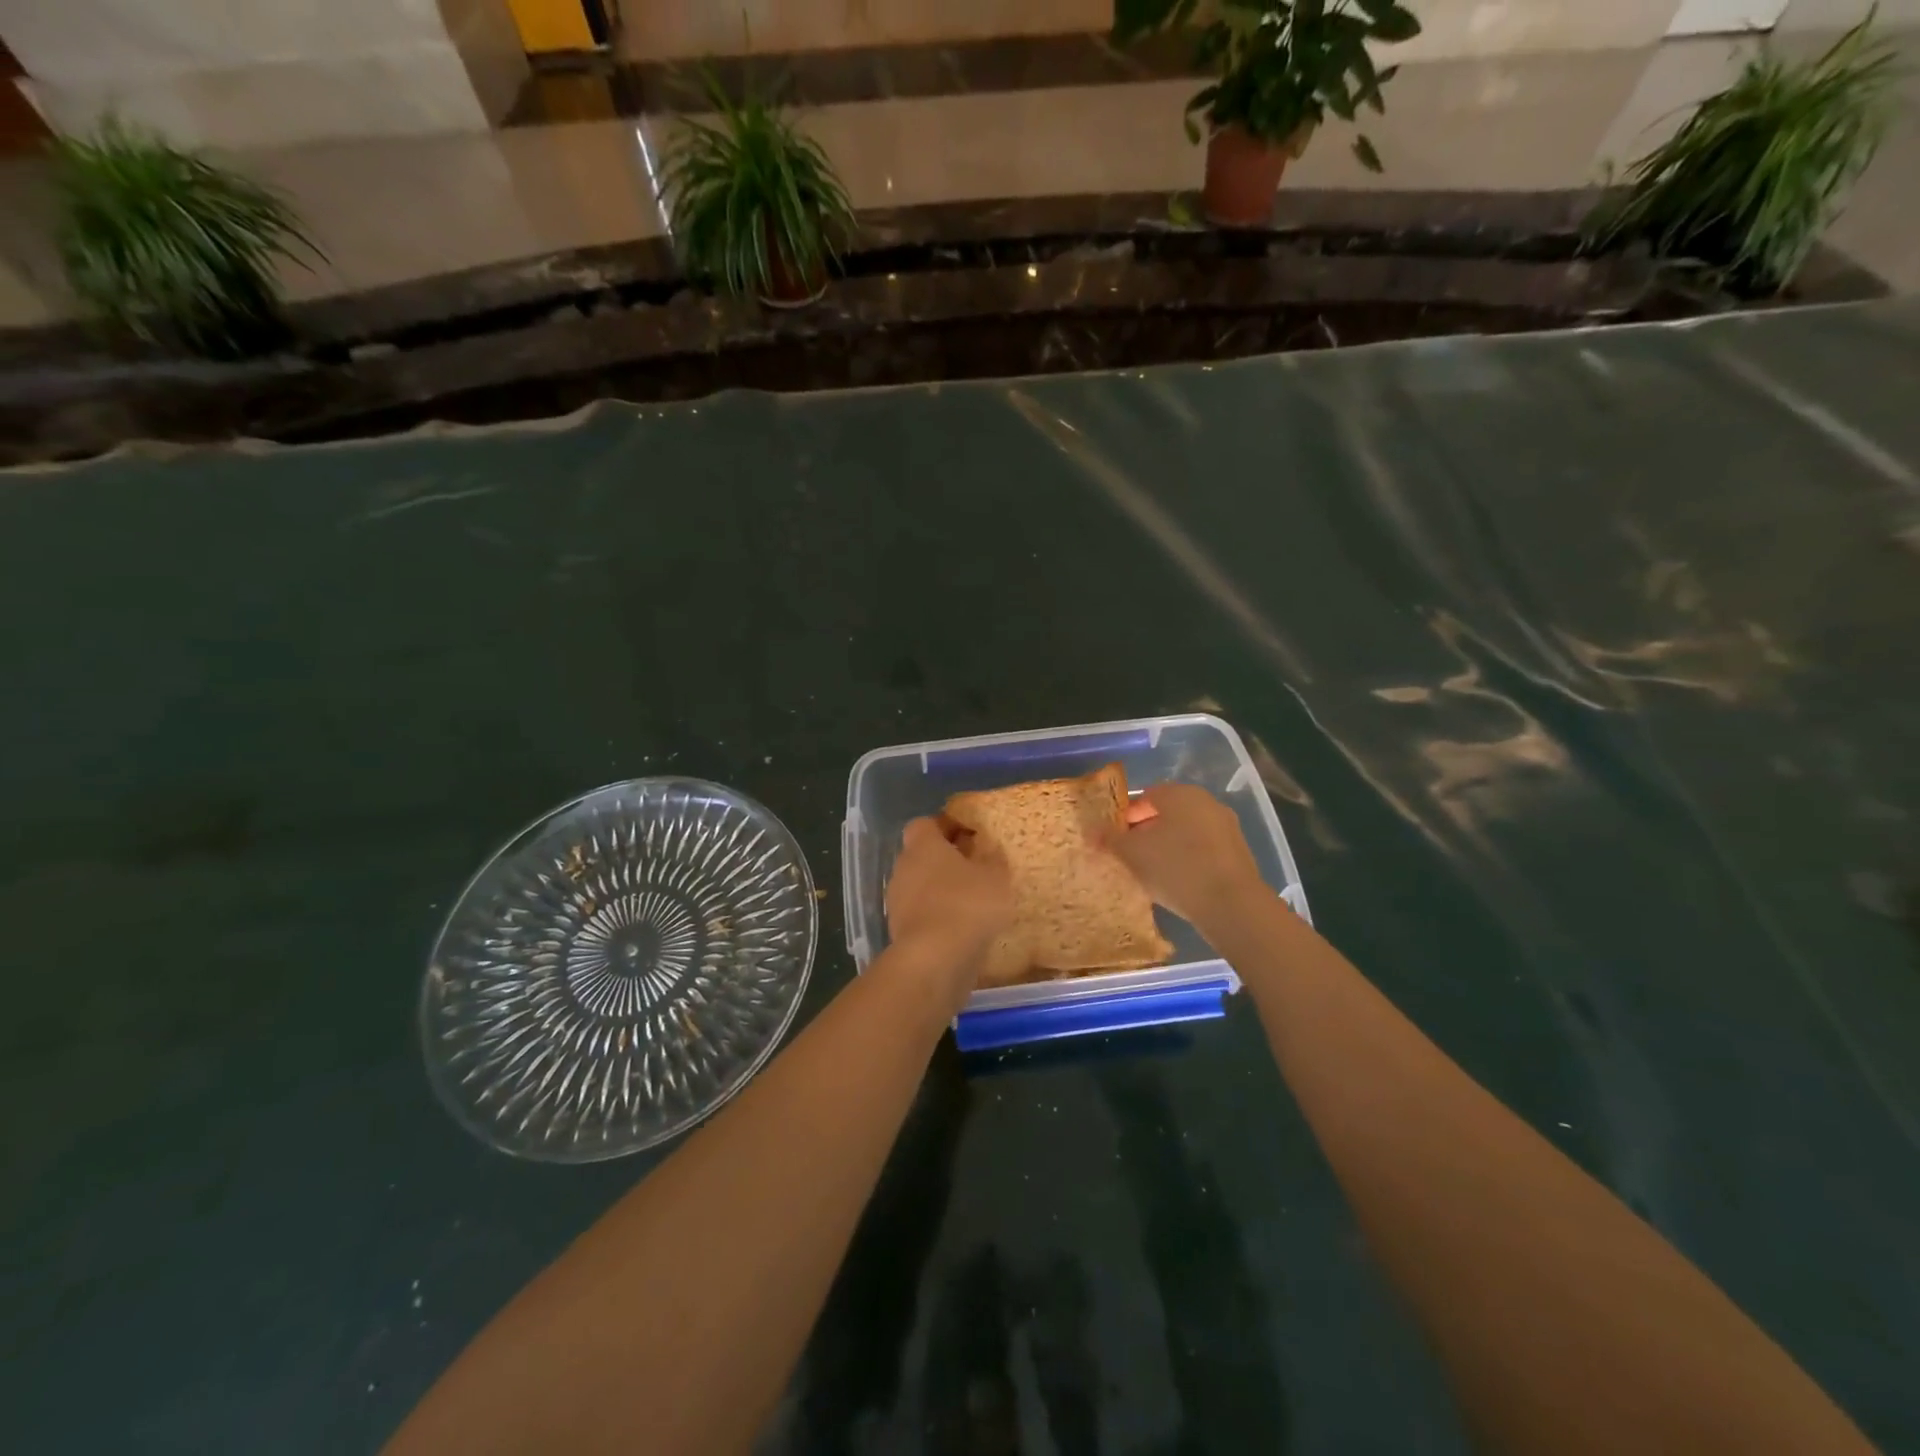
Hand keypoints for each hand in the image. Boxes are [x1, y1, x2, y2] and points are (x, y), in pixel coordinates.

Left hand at [885, 817, 1013, 974]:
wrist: (934, 960)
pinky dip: (937, 916)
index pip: (926, 824)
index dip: (946, 826)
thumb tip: (989, 852)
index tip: (970, 835)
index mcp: (922, 845)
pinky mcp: (899, 931)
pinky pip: (921, 914)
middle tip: (974, 868)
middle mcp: (903, 867)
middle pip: (921, 855)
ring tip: (972, 901)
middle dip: (945, 860)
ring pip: (919, 886)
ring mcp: (897, 901)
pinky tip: (961, 928)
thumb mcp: (995, 877)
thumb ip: (993, 860)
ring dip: (941, 890)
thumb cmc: (967, 904)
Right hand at [1107, 783, 1265, 929]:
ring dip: (1168, 846)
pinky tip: (1178, 882)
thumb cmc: (1175, 868)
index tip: (1115, 840)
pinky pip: (1204, 849)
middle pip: (1167, 813)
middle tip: (1130, 856)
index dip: (1126, 817)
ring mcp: (1226, 827)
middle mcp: (1206, 803)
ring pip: (1186, 832)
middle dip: (1146, 832)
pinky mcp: (1239, 853)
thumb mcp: (1131, 854)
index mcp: (1180, 794)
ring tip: (1152, 873)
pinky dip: (1188, 859)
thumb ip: (1109, 839)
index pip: (1145, 796)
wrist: (1232, 905)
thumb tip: (1091, 830)